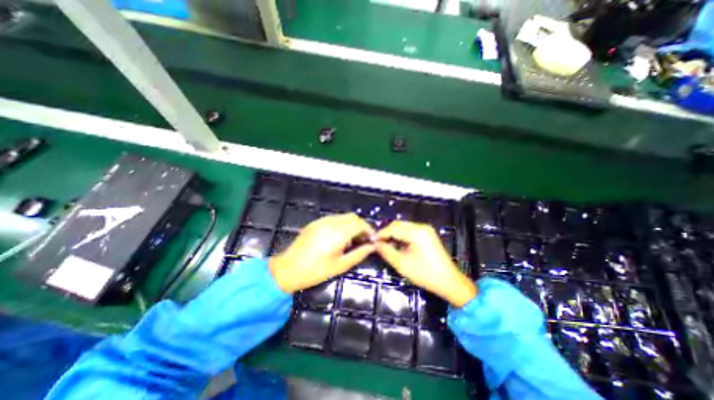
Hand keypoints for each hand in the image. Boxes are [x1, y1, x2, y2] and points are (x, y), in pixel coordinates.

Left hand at [271, 212, 375, 293]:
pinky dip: (342, 224)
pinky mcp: (315, 223)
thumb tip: (373, 246)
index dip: (369, 230)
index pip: (360, 224)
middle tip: (363, 240)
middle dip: (361, 226)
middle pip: (352, 217)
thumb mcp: (341, 265)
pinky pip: (334, 219)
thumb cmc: (316, 271)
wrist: (288, 269)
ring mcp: (322, 221)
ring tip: (352, 240)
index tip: (372, 239)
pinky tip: (339, 237)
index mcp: (338, 233)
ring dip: (351, 224)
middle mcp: (331, 222)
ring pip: (343, 216)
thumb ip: (359, 253)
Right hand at [376, 221, 475, 307]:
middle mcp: (421, 227)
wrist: (449, 282)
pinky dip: (402, 236)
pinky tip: (398, 246)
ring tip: (387, 246)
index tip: (372, 241)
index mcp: (416, 232)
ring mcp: (426, 230)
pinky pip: (410, 231)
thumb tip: (376, 244)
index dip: (381, 234)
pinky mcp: (427, 235)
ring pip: (404, 227)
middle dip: (387, 233)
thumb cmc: (425, 274)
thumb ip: (386, 251)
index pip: (393, 228)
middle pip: (398, 225)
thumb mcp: (402, 264)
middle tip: (379, 244)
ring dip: (394, 234)